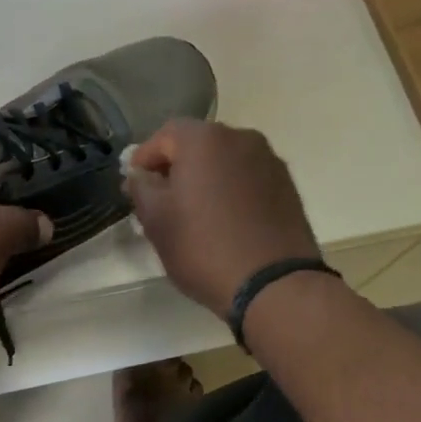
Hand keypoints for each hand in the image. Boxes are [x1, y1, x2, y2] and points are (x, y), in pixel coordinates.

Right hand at [125, 118, 320, 319]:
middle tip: (160, 200)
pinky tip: (224, 220)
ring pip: (224, 161)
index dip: (144, 160)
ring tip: (194, 212)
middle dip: (175, 167)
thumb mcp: (157, 220)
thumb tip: (140, 174)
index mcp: (205, 138)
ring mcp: (269, 160)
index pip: (163, 136)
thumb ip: (141, 187)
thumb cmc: (204, 247)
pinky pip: (247, 178)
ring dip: (205, 178)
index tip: (133, 187)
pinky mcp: (287, 185)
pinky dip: (231, 190)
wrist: (275, 285)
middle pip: (197, 144)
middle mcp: (241, 138)